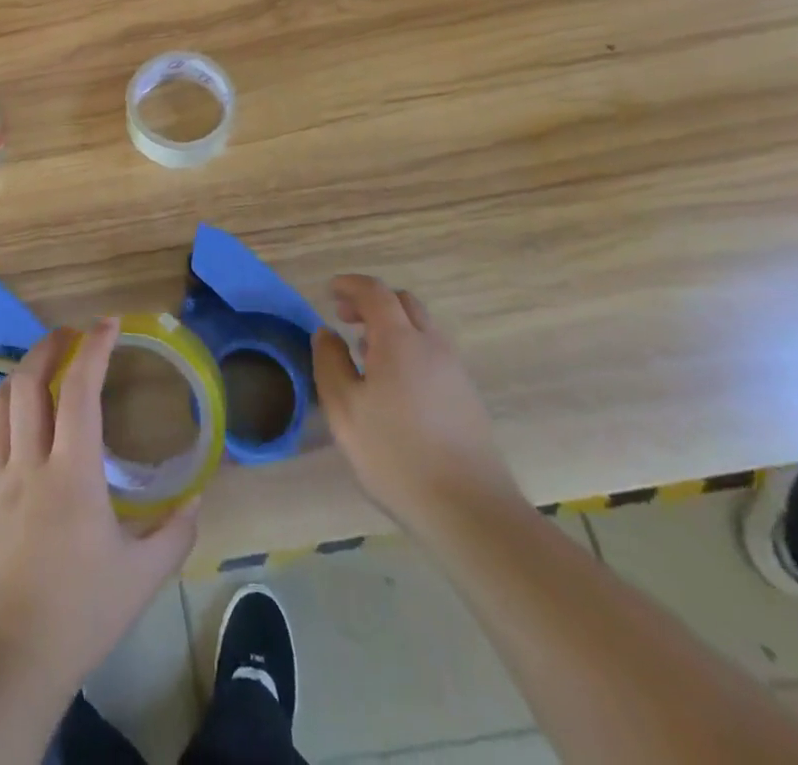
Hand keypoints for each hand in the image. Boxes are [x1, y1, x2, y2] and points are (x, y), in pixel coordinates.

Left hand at [0, 319, 199, 698]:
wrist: (8, 659)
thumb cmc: (79, 613)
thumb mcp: (141, 578)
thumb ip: (174, 534)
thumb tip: (196, 500)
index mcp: (72, 473)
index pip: (79, 390)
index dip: (94, 348)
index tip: (109, 324)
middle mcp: (29, 462)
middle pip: (28, 381)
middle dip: (50, 346)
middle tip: (72, 334)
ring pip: (0, 402)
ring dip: (22, 371)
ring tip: (43, 364)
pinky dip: (5, 409)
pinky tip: (20, 419)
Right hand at [313, 274, 523, 539]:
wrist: (470, 511)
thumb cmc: (396, 455)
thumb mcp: (344, 409)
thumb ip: (330, 363)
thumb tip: (327, 333)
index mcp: (400, 341)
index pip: (375, 292)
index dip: (351, 285)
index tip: (330, 291)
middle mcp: (432, 346)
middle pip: (403, 303)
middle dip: (372, 301)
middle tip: (345, 318)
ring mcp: (455, 371)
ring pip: (421, 329)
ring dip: (391, 326)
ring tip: (364, 352)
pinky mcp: (467, 397)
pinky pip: (432, 353)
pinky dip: (408, 348)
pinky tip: (393, 384)